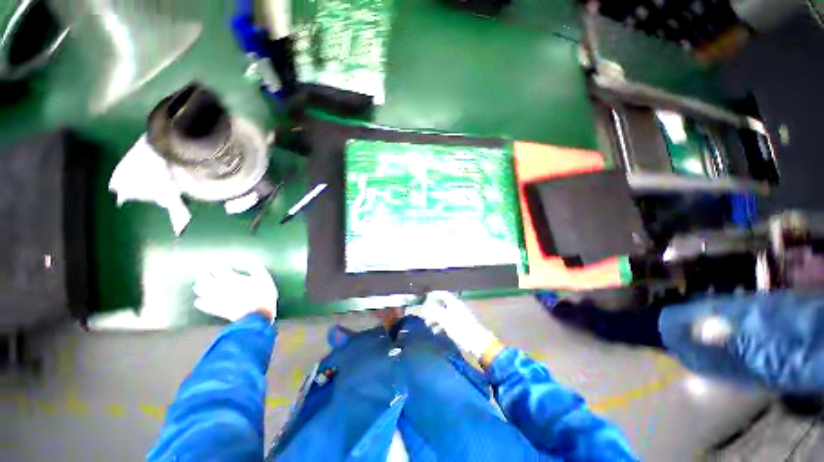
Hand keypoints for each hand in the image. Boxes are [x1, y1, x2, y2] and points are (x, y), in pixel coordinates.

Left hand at [193, 262, 277, 321]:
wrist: (256, 316)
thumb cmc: (262, 296)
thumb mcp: (265, 280)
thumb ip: (257, 270)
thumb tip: (253, 263)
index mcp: (232, 278)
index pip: (218, 268)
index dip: (219, 266)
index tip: (221, 266)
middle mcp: (220, 286)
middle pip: (205, 277)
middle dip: (206, 275)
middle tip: (207, 273)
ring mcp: (215, 298)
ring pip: (200, 289)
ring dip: (200, 286)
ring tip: (202, 285)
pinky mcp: (214, 309)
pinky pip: (200, 304)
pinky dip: (200, 301)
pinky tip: (200, 301)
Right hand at [419, 291, 495, 358]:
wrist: (477, 343)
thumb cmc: (460, 328)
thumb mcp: (445, 319)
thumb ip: (434, 312)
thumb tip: (424, 308)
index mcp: (454, 303)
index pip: (442, 294)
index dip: (433, 295)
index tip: (425, 300)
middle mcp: (455, 307)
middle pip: (441, 304)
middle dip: (431, 309)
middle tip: (424, 315)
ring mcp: (457, 317)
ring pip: (443, 313)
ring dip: (434, 318)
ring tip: (428, 325)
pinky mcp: (459, 326)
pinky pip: (446, 322)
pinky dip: (440, 324)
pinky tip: (436, 331)